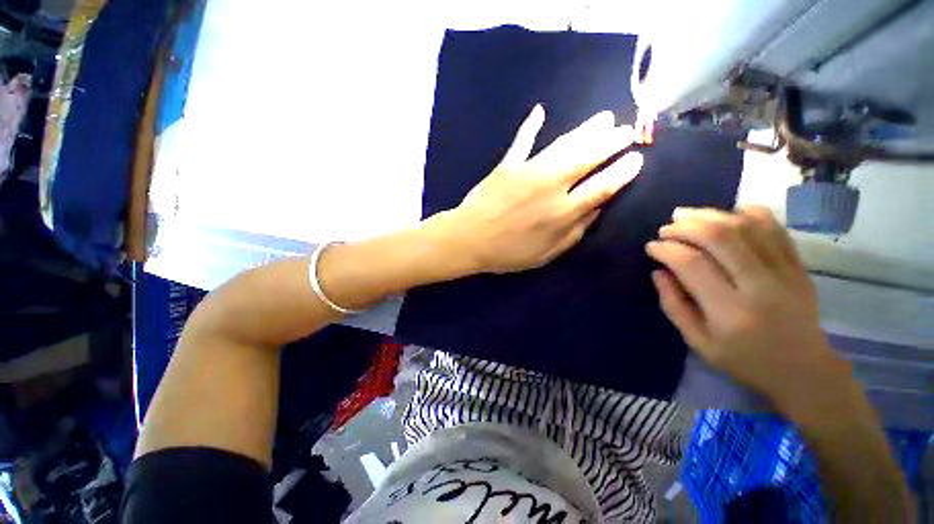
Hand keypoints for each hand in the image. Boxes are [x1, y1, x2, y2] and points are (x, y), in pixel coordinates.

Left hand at [445, 105, 643, 273]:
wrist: (469, 240)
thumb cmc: (507, 253)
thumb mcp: (545, 254)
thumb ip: (574, 233)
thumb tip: (596, 210)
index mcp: (563, 213)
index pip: (602, 187)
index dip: (622, 172)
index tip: (636, 158)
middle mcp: (551, 187)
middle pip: (588, 158)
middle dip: (612, 142)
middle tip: (627, 130)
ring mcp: (528, 171)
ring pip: (564, 145)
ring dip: (586, 129)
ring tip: (604, 118)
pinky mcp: (508, 165)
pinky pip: (522, 141)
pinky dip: (530, 126)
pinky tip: (540, 111)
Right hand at [646, 205, 848, 409]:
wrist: (804, 370)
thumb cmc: (744, 360)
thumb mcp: (698, 343)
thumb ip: (674, 306)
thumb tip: (658, 272)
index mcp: (730, 312)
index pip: (692, 265)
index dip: (666, 250)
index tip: (651, 247)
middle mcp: (760, 286)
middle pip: (721, 237)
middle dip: (686, 226)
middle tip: (666, 228)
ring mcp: (785, 272)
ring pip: (747, 227)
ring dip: (711, 215)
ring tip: (687, 215)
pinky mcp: (799, 266)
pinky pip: (775, 228)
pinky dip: (750, 213)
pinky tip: (730, 212)